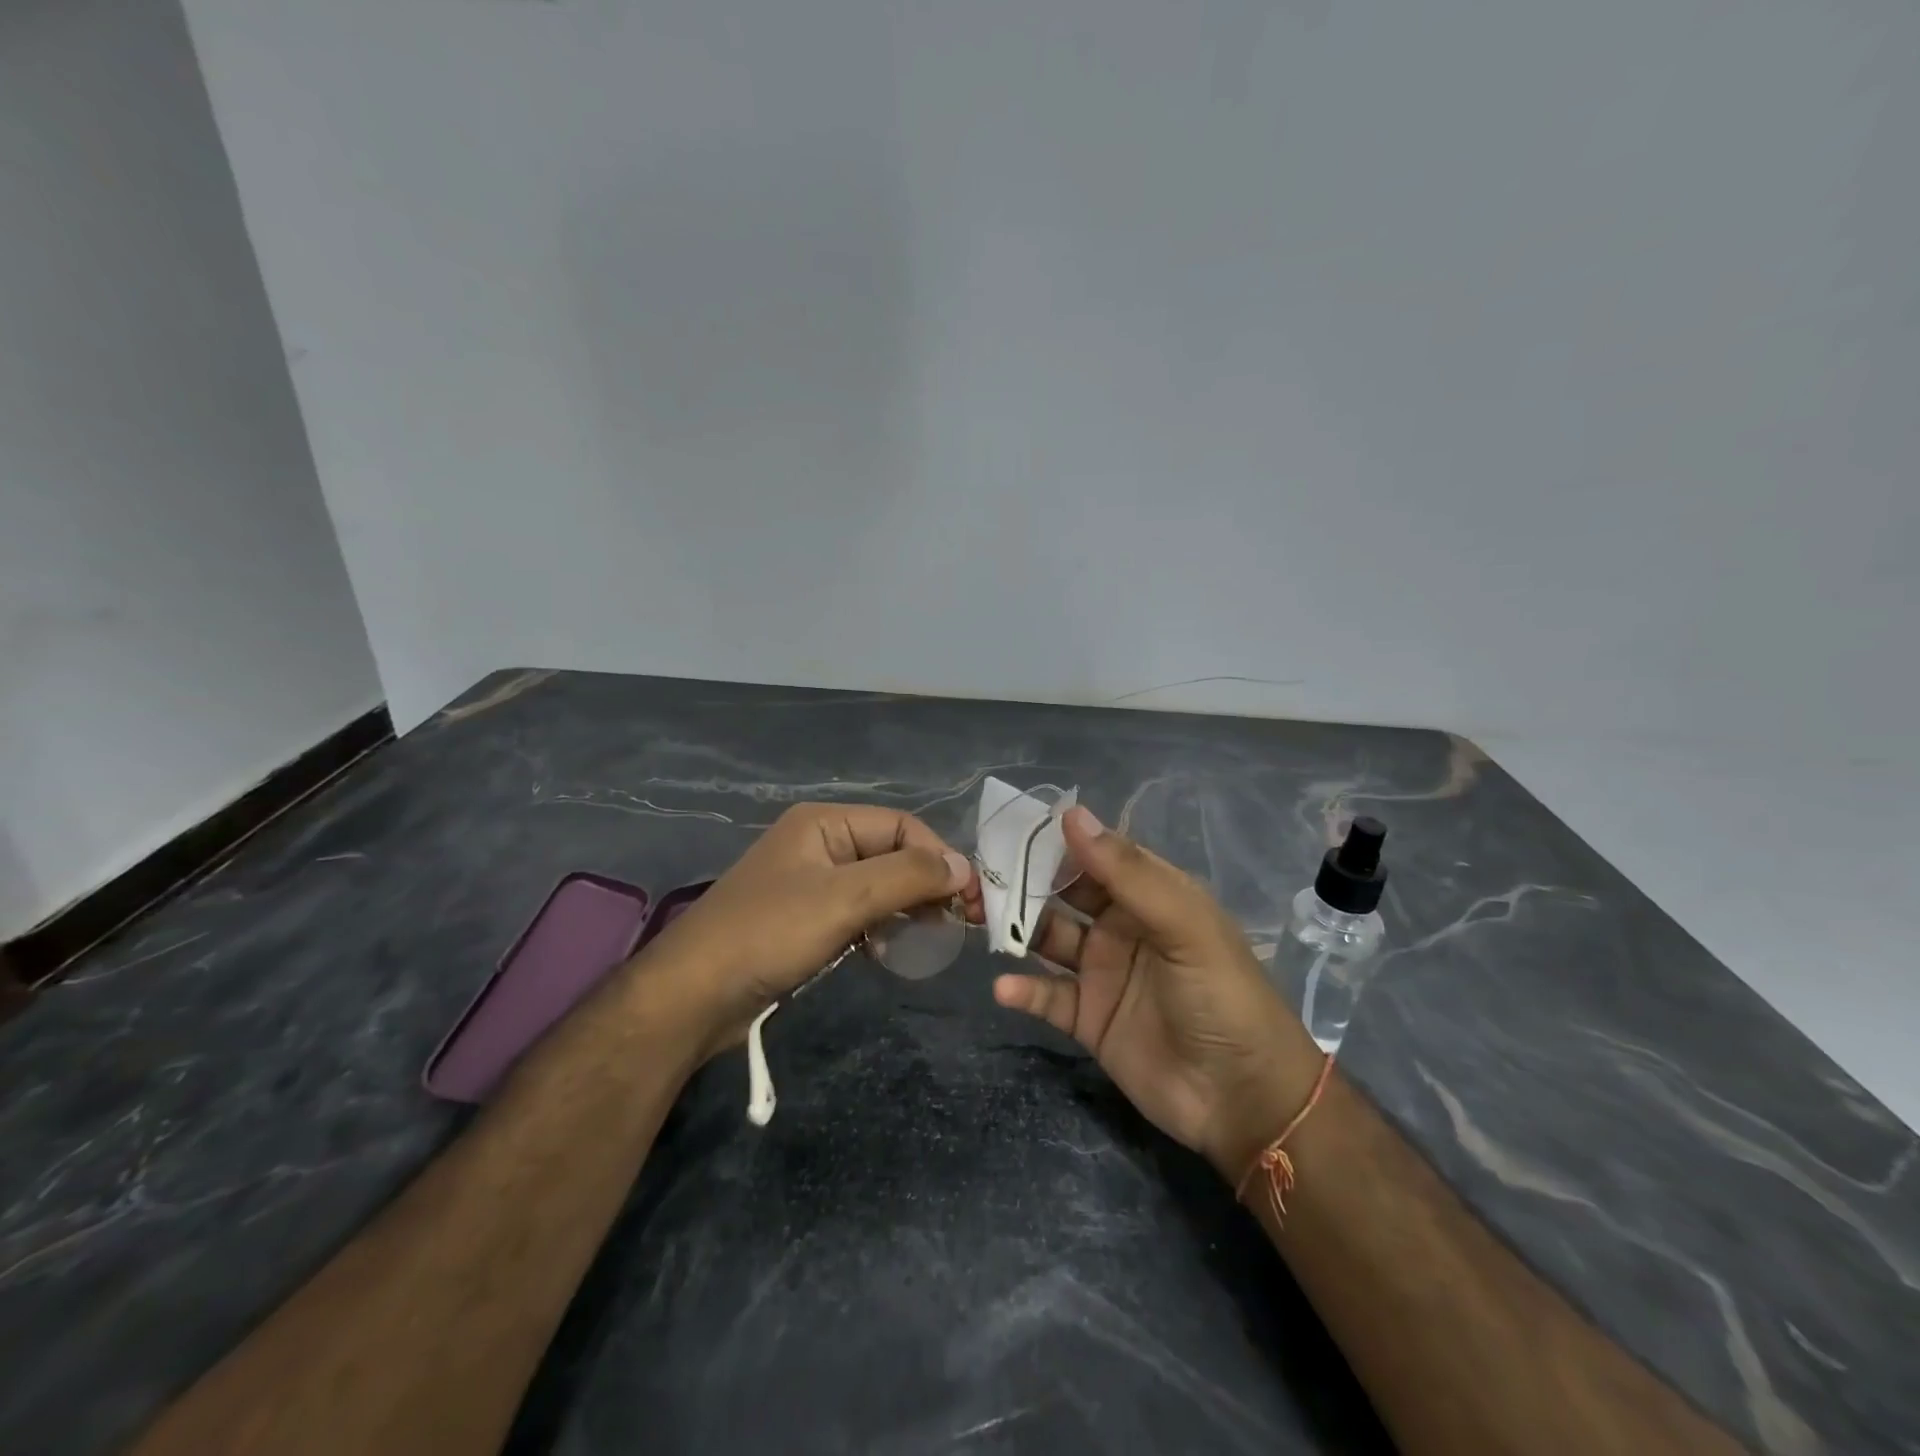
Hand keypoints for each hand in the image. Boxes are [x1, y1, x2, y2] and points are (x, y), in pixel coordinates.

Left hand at [644, 803, 976, 1057]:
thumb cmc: (770, 934)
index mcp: (825, 823)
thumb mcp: (845, 898)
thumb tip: (964, 867)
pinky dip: (881, 927)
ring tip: (930, 940)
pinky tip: (891, 951)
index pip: (903, 826)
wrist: (694, 996)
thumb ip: (909, 876)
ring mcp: (811, 882)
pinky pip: (859, 913)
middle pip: (892, 854)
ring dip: (907, 908)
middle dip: (927, 885)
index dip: (940, 857)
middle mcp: (820, 843)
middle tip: (958, 924)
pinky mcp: (806, 919)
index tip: (969, 901)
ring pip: (879, 886)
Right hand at [994, 806, 1323, 1184]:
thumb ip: (1127, 873)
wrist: (1244, 1099)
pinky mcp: (1088, 1018)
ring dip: (1015, 928)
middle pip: (1064, 894)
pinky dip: (1023, 989)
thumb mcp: (1183, 925)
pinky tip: (1004, 986)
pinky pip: (1047, 995)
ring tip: (979, 918)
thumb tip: (1071, 815)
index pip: (1098, 855)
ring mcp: (1103, 973)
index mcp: (1150, 896)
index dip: (1059, 841)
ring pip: (1048, 939)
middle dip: (1025, 881)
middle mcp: (1122, 927)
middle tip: (982, 874)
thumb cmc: (1222, 997)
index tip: (1012, 828)